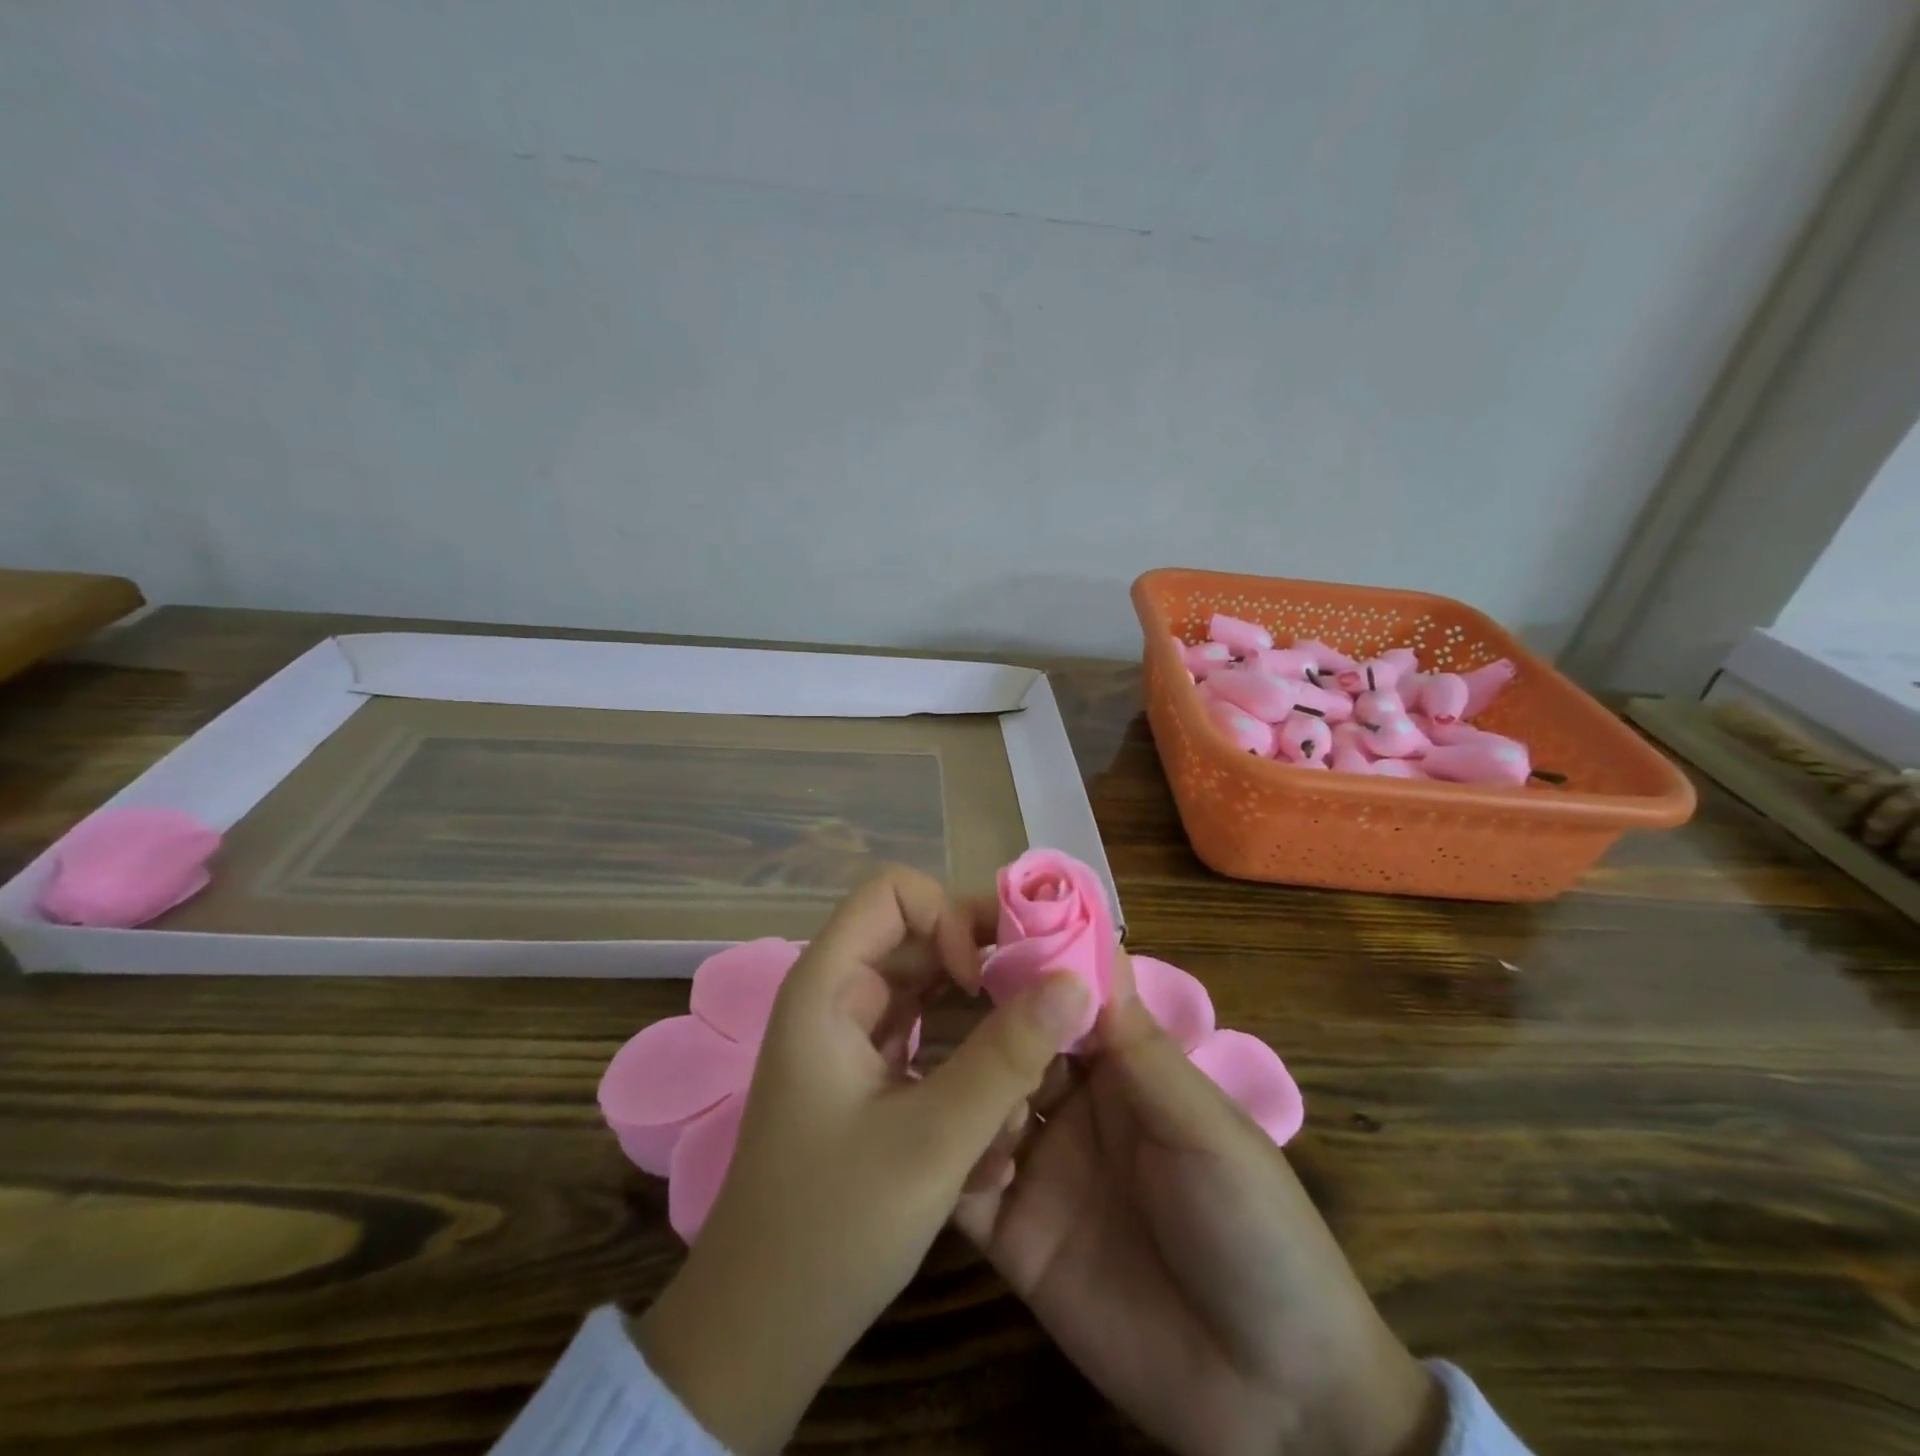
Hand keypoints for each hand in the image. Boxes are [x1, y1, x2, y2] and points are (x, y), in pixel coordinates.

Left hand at [636, 867, 1090, 1455]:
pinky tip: (993, 1133)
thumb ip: (1007, 1058)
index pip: (893, 893)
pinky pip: (930, 1038)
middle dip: (984, 971)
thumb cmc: (831, 1229)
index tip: (983, 979)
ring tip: (1023, 1081)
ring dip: (982, 1027)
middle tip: (1043, 1012)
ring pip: (933, 990)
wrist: (759, 1333)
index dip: (947, 917)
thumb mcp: (933, 1142)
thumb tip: (1075, 982)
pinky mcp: (870, 1074)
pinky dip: (966, 1065)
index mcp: (827, 986)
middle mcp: (838, 995)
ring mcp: (853, 1035)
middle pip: (922, 937)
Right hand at [956, 954, 1442, 1455]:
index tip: (972, 932)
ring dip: (963, 1088)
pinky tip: (944, 1153)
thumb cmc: (1254, 1228)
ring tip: (947, 1082)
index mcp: (1122, 1068)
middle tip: (927, 999)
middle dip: (982, 1022)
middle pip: (1013, 1044)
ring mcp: (1039, 1167)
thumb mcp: (1203, 1126)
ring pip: (980, 1103)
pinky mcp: (1012, 1234)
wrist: (1273, 1398)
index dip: (1025, 965)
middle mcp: (1072, 1104)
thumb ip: (1138, 1045)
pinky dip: (949, 1162)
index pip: (1063, 997)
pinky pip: (965, 1185)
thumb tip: (1091, 942)